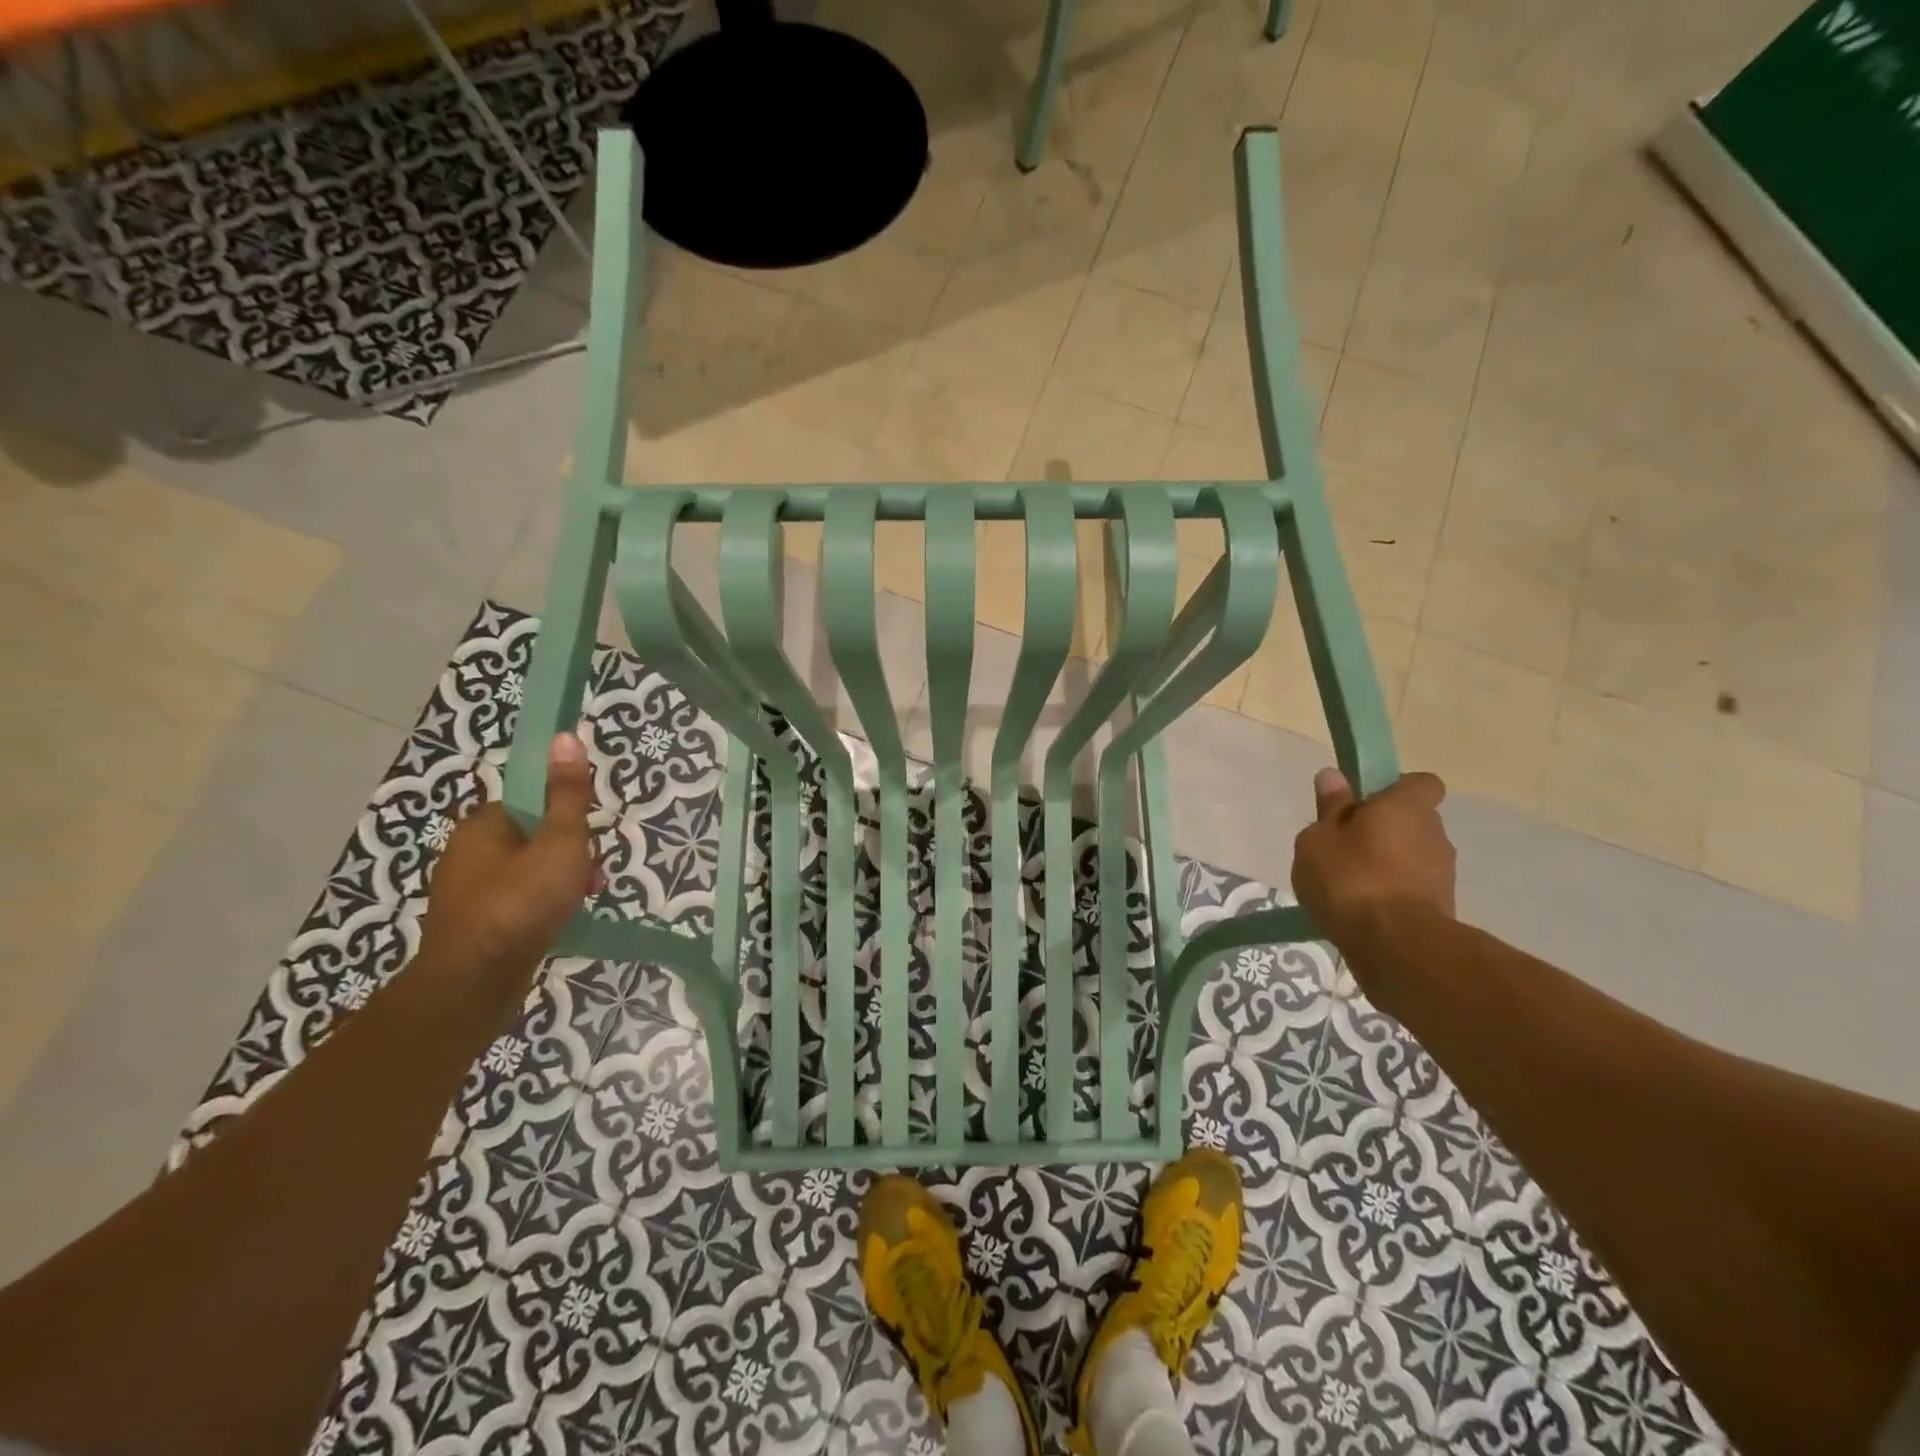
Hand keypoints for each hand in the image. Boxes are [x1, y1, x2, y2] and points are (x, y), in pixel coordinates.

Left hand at [417, 733, 599, 999]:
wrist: (474, 983)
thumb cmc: (520, 903)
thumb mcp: (559, 842)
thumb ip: (567, 794)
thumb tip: (565, 736)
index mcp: (482, 826)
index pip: (529, 801)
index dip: (565, 816)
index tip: (587, 839)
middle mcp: (467, 853)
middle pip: (533, 836)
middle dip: (569, 853)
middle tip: (591, 876)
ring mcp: (467, 893)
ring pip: (528, 871)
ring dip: (560, 881)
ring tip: (583, 900)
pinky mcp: (474, 925)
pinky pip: (518, 901)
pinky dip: (542, 906)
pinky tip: (561, 922)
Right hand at [1291, 768, 1455, 954]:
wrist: (1394, 947)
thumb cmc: (1350, 878)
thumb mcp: (1319, 838)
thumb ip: (1329, 808)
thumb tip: (1334, 776)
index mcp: (1408, 807)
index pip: (1421, 783)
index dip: (1394, 789)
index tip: (1363, 803)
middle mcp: (1435, 834)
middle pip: (1411, 822)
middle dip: (1383, 830)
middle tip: (1344, 845)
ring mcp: (1443, 875)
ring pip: (1411, 857)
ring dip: (1386, 864)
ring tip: (1347, 884)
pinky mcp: (1441, 909)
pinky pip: (1411, 889)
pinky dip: (1390, 894)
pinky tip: (1360, 910)